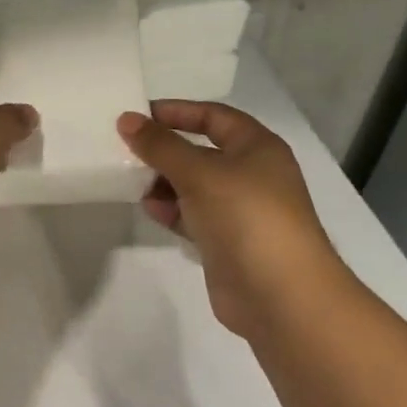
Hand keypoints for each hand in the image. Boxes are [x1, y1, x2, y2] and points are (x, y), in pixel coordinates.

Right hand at [118, 100, 348, 339]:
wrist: (280, 295)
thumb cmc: (246, 216)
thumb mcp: (199, 172)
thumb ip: (160, 145)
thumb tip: (126, 119)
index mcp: (258, 147)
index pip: (214, 116)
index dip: (178, 112)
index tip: (139, 114)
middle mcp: (252, 174)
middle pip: (202, 151)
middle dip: (166, 150)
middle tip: (126, 149)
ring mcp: (240, 210)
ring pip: (195, 186)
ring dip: (164, 182)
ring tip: (132, 180)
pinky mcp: (227, 242)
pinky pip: (193, 216)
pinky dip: (171, 210)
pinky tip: (149, 209)